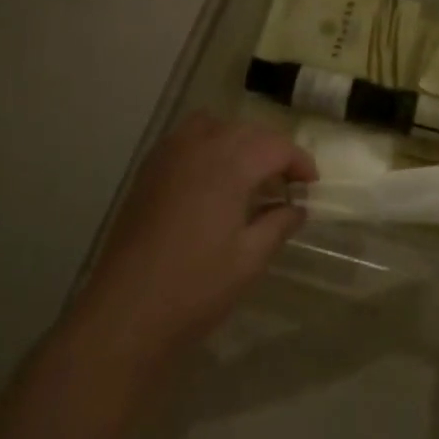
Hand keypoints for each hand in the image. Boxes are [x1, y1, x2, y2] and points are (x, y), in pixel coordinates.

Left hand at [68, 115, 315, 374]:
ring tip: (250, 176)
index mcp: (228, 165)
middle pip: (246, 131)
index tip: (311, 186)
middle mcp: (198, 147)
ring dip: (239, 142)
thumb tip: (297, 208)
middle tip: (287, 184)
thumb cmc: (196, 287)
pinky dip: (208, 146)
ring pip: (214, 127)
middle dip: (272, 151)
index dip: (299, 162)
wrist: (126, 312)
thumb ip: (279, 224)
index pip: (275, 145)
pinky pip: (186, 139)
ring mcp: (168, 156)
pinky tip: (213, 180)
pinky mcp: (148, 172)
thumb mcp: (250, 259)